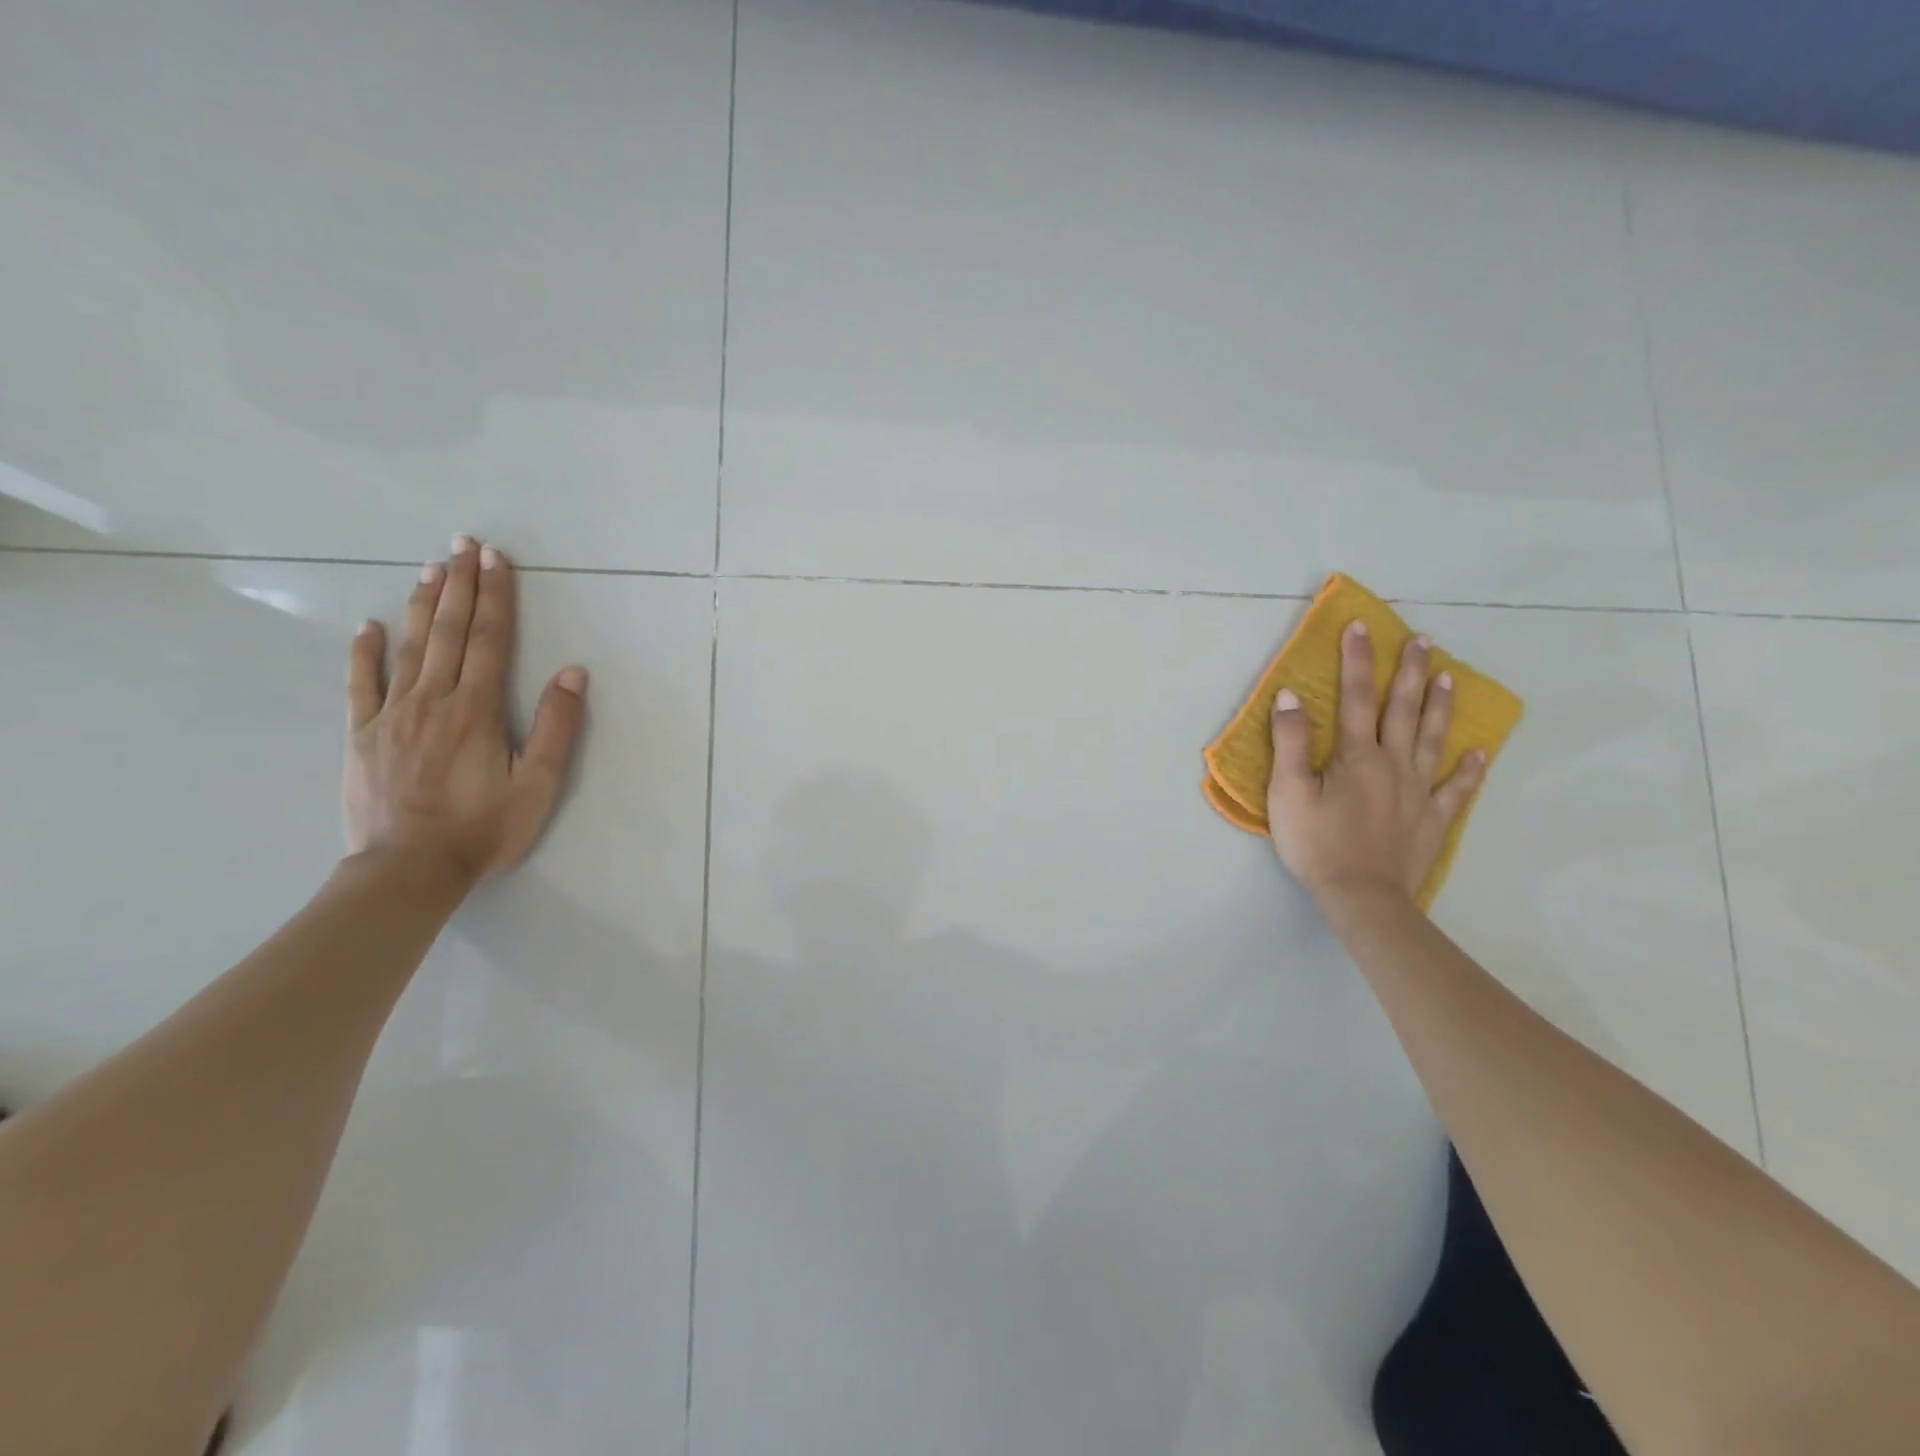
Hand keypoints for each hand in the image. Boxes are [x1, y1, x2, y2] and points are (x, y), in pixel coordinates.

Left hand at [344, 535, 587, 886]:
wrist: (408, 869)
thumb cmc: (483, 829)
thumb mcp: (537, 784)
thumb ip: (556, 727)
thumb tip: (571, 673)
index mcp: (477, 710)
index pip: (490, 640)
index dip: (495, 598)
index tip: (497, 560)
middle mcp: (433, 700)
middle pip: (449, 632)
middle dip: (459, 585)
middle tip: (463, 544)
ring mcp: (392, 714)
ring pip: (409, 647)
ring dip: (422, 605)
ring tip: (431, 568)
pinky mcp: (363, 735)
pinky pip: (361, 684)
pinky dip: (365, 652)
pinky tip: (370, 626)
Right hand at [1266, 620, 1485, 906]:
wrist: (1361, 897)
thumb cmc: (1317, 843)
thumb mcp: (1288, 792)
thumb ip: (1289, 742)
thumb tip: (1290, 695)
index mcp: (1357, 755)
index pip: (1357, 697)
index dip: (1357, 660)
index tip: (1361, 626)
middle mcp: (1394, 763)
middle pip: (1403, 709)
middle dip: (1410, 671)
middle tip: (1422, 640)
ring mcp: (1419, 791)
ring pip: (1432, 739)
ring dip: (1439, 706)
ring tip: (1448, 676)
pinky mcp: (1433, 819)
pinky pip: (1457, 788)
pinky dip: (1469, 769)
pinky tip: (1480, 752)